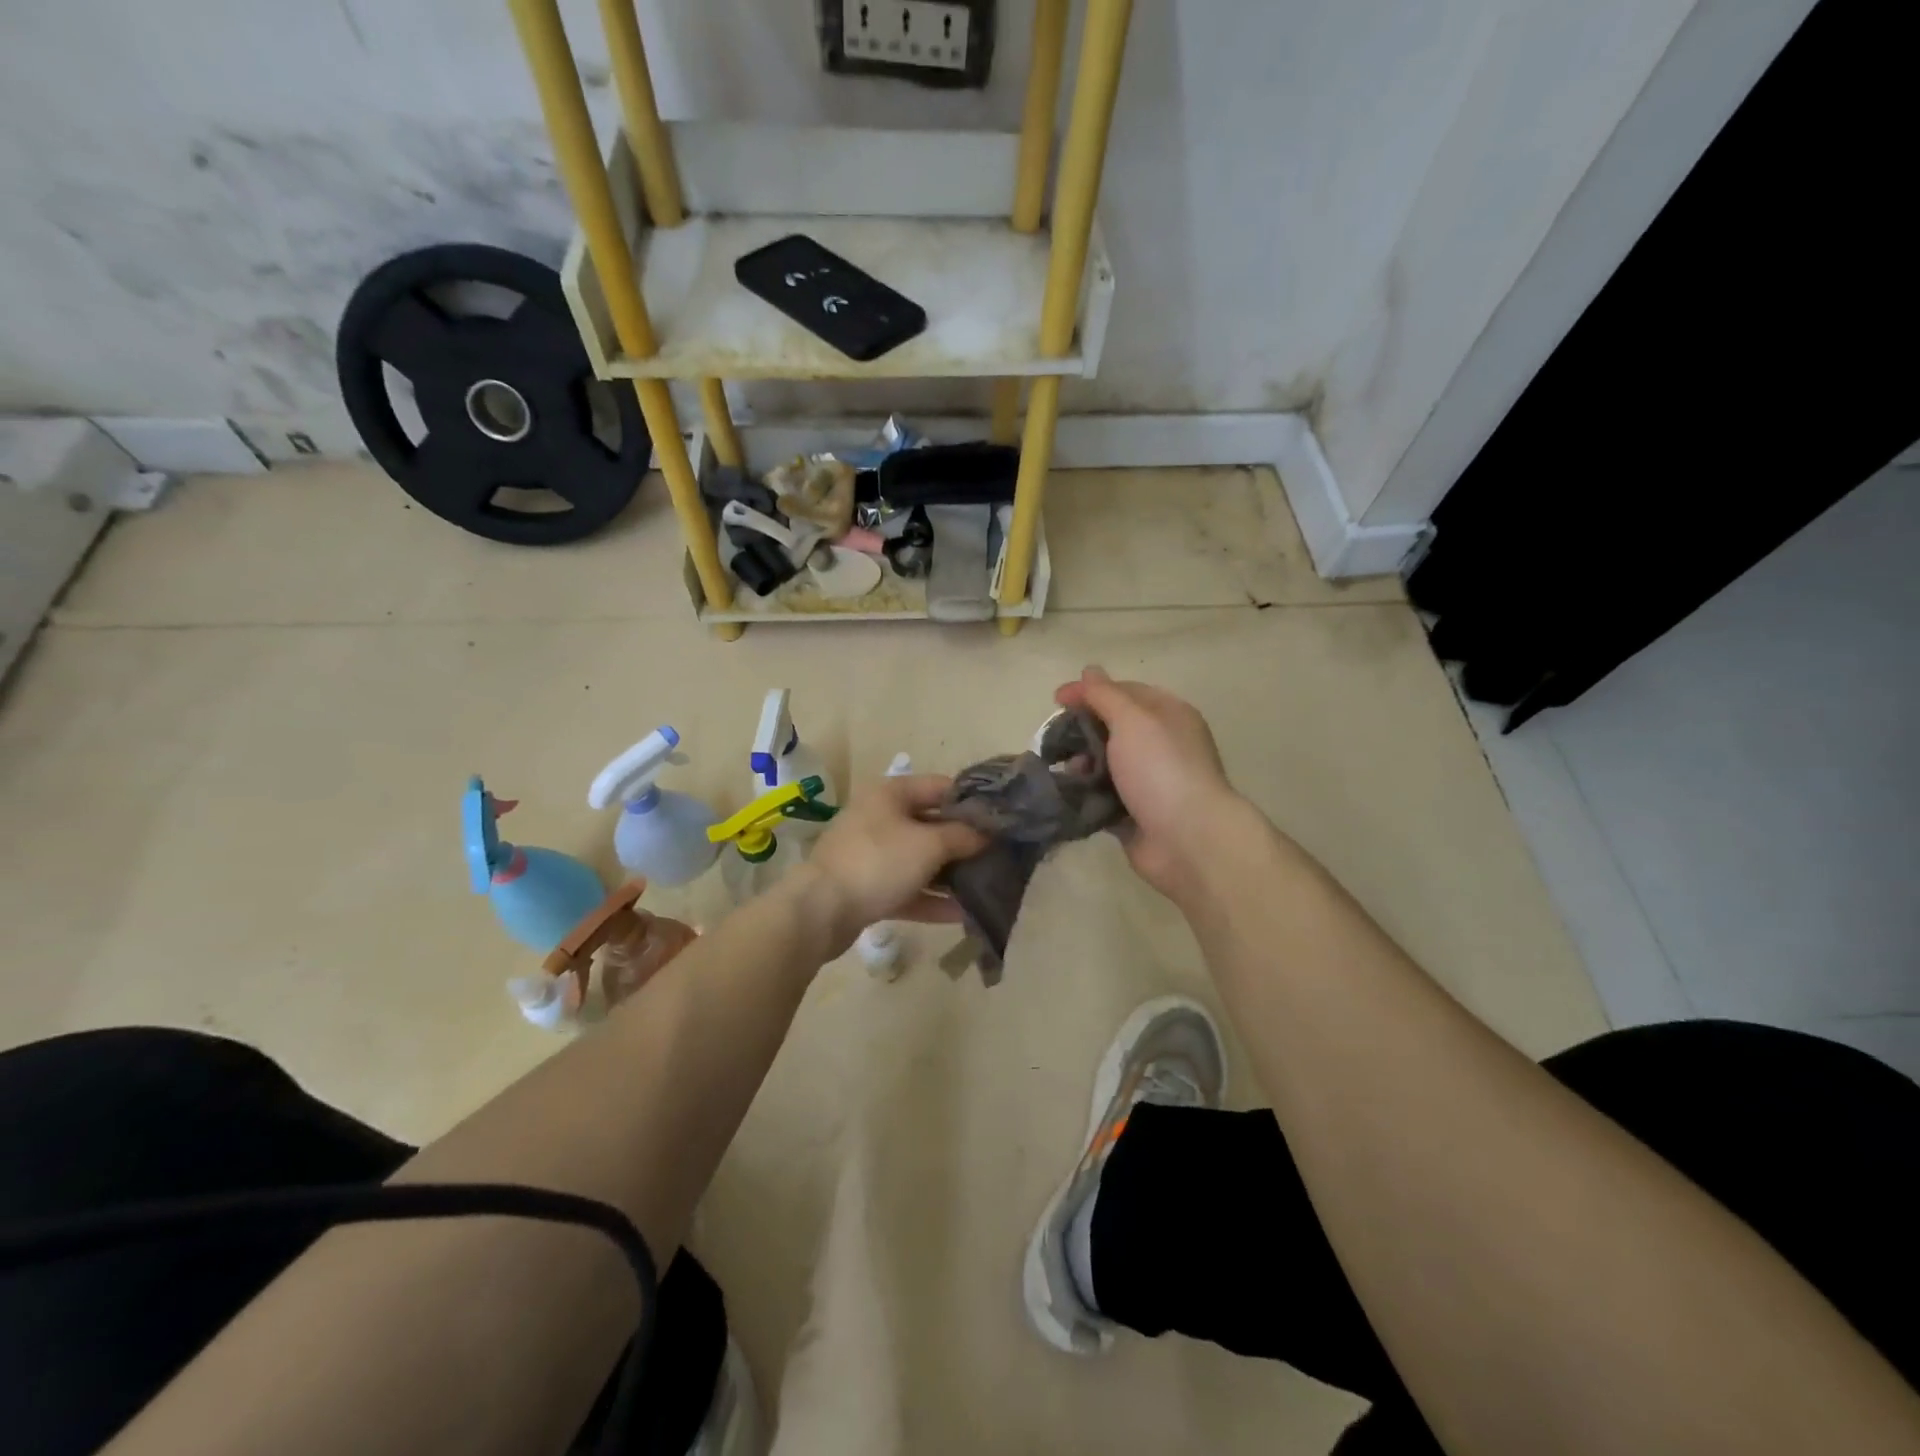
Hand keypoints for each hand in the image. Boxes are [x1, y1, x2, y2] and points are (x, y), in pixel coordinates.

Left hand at [791, 774, 986, 956]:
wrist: (820, 910)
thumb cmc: (878, 862)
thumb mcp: (929, 844)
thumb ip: (962, 836)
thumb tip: (987, 834)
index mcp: (891, 794)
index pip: (941, 787)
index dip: (972, 801)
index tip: (1001, 819)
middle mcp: (880, 817)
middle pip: (931, 824)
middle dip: (964, 841)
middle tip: (999, 855)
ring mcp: (872, 854)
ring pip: (920, 859)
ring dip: (950, 873)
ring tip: (986, 886)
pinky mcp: (867, 887)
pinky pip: (907, 888)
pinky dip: (931, 898)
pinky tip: (962, 913)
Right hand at [1054, 666, 1248, 902]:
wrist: (1187, 839)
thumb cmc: (1161, 769)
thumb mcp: (1131, 719)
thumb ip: (1105, 695)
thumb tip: (1089, 671)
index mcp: (1168, 715)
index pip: (1124, 692)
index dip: (1090, 692)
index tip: (1056, 700)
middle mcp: (1161, 745)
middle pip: (1112, 728)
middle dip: (1082, 731)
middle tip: (1054, 739)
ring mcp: (1149, 782)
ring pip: (1106, 765)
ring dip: (1082, 765)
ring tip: (1064, 770)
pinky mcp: (1135, 814)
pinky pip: (1103, 798)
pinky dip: (1085, 795)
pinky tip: (1067, 795)